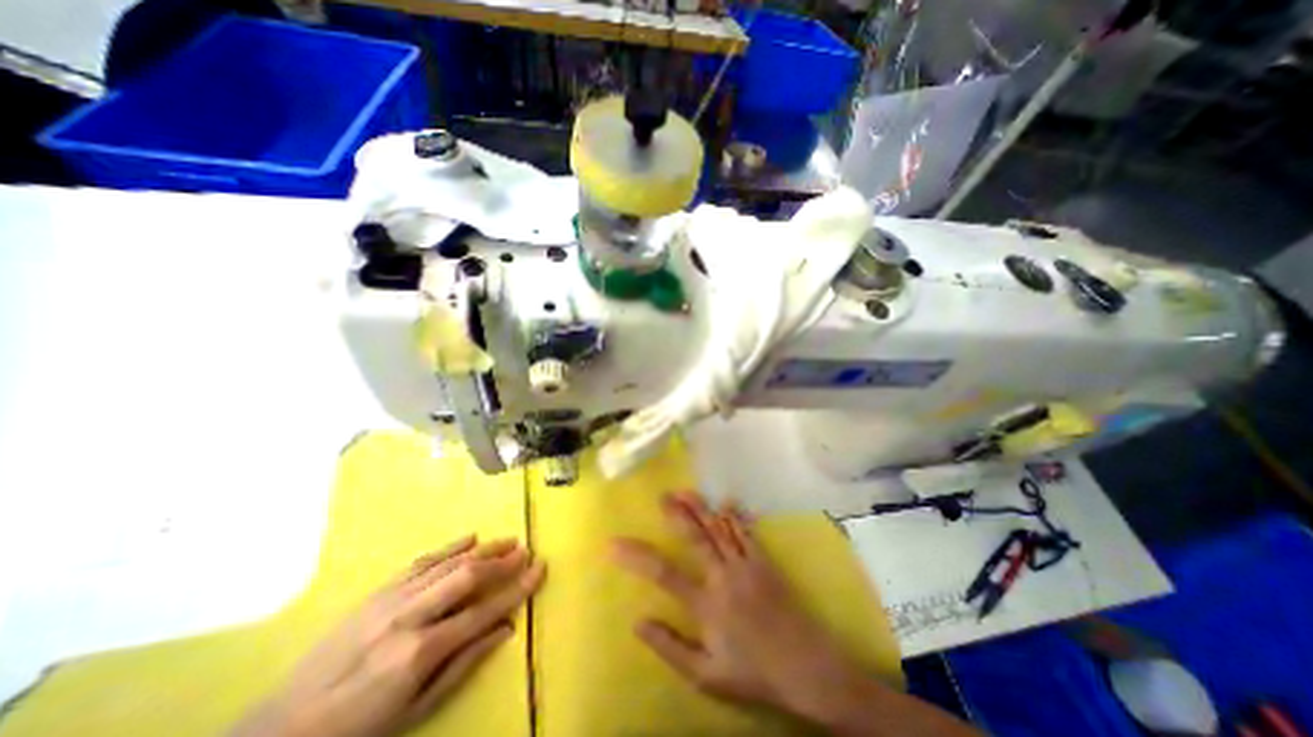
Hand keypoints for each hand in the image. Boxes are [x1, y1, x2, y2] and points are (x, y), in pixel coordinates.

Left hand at [237, 537, 544, 736]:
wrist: (281, 729)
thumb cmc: (359, 728)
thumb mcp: (417, 710)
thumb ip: (465, 664)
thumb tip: (506, 628)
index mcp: (421, 650)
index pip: (484, 610)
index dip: (517, 588)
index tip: (540, 569)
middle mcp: (410, 615)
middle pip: (467, 575)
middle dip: (502, 560)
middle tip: (526, 549)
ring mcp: (391, 599)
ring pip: (448, 562)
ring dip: (483, 548)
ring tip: (508, 540)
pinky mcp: (378, 591)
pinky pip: (422, 561)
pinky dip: (450, 547)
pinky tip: (470, 537)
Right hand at [613, 491, 873, 722]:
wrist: (806, 668)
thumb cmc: (754, 672)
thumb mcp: (706, 675)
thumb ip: (670, 647)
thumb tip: (638, 621)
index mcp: (706, 603)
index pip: (663, 573)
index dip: (636, 556)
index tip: (614, 544)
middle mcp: (723, 576)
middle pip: (695, 537)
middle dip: (676, 514)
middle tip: (661, 496)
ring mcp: (746, 565)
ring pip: (719, 528)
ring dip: (701, 508)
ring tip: (685, 491)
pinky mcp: (764, 561)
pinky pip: (746, 532)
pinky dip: (734, 515)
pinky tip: (726, 501)